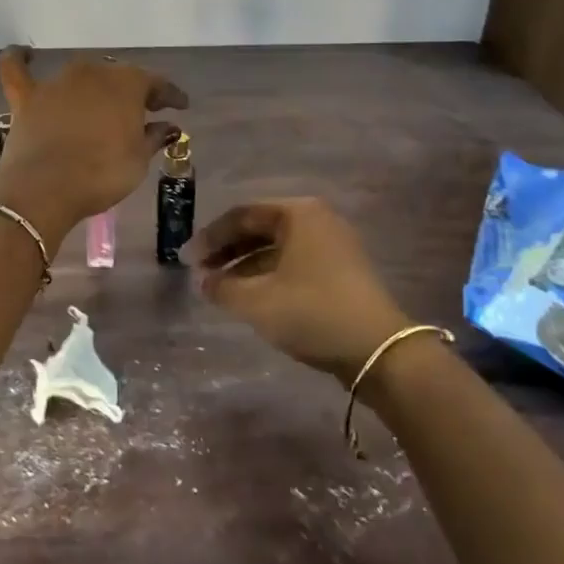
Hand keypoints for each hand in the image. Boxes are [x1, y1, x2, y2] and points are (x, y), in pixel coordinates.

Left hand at [0, 47, 186, 226]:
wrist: (45, 188)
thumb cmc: (102, 174)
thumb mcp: (138, 160)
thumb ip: (153, 137)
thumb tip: (167, 126)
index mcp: (127, 83)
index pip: (156, 83)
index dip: (171, 95)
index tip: (181, 106)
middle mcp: (93, 72)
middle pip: (118, 77)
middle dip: (132, 91)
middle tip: (143, 110)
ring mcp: (57, 82)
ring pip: (80, 75)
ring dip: (93, 87)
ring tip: (101, 102)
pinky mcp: (26, 97)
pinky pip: (17, 68)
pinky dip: (20, 59)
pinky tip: (25, 54)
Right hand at [192, 198, 410, 382]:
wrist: (378, 350)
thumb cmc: (312, 312)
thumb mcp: (257, 301)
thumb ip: (222, 286)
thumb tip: (204, 280)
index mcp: (298, 213)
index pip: (242, 215)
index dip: (210, 237)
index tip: (186, 259)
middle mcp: (317, 219)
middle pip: (260, 228)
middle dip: (227, 250)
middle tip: (201, 272)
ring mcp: (333, 244)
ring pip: (277, 247)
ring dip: (245, 264)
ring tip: (220, 287)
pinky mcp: (341, 270)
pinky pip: (293, 262)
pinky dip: (268, 274)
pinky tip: (250, 296)